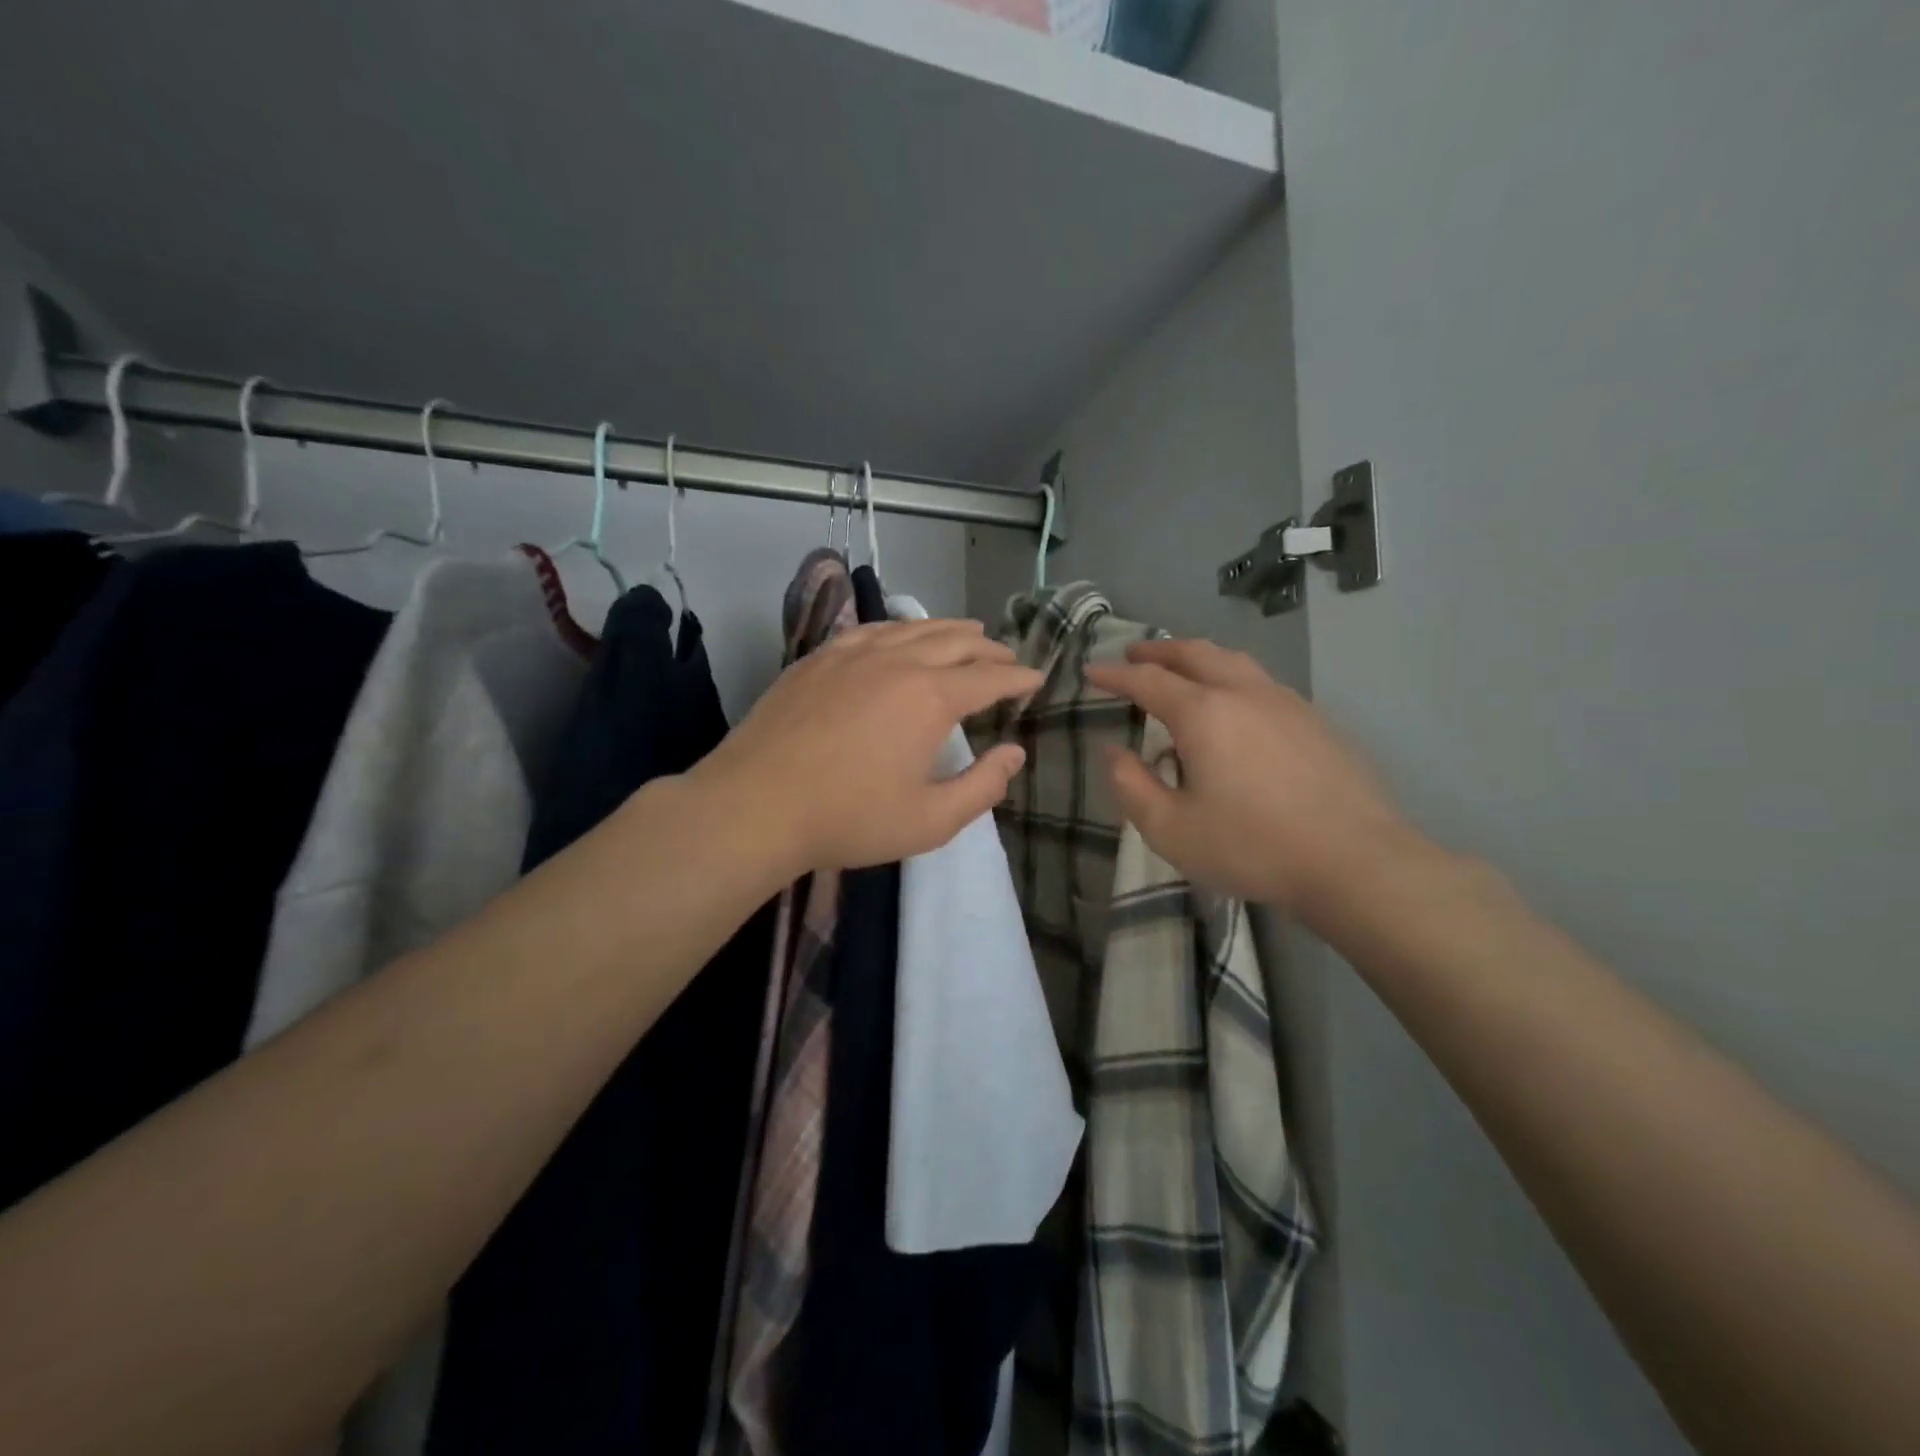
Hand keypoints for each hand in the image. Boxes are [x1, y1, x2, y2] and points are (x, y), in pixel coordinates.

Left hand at [692, 618, 1040, 873]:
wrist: (755, 804)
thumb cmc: (849, 819)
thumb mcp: (929, 820)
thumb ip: (982, 787)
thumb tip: (1015, 753)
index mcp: (930, 698)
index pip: (988, 678)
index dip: (1017, 678)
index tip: (1036, 678)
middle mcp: (897, 662)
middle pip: (955, 643)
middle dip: (988, 649)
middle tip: (1007, 657)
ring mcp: (852, 654)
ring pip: (912, 628)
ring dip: (948, 629)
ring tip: (968, 632)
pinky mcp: (818, 659)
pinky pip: (870, 630)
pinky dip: (899, 629)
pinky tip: (900, 634)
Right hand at [1086, 639, 1414, 919]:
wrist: (1355, 861)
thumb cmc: (1252, 847)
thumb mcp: (1171, 829)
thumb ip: (1131, 786)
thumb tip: (1113, 752)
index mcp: (1203, 713)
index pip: (1147, 680)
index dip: (1115, 674)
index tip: (1091, 671)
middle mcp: (1243, 693)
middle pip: (1194, 653)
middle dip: (1158, 651)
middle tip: (1133, 654)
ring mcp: (1285, 702)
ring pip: (1233, 660)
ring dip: (1197, 657)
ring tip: (1180, 668)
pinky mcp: (1315, 720)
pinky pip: (1260, 681)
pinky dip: (1230, 676)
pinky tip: (1233, 704)